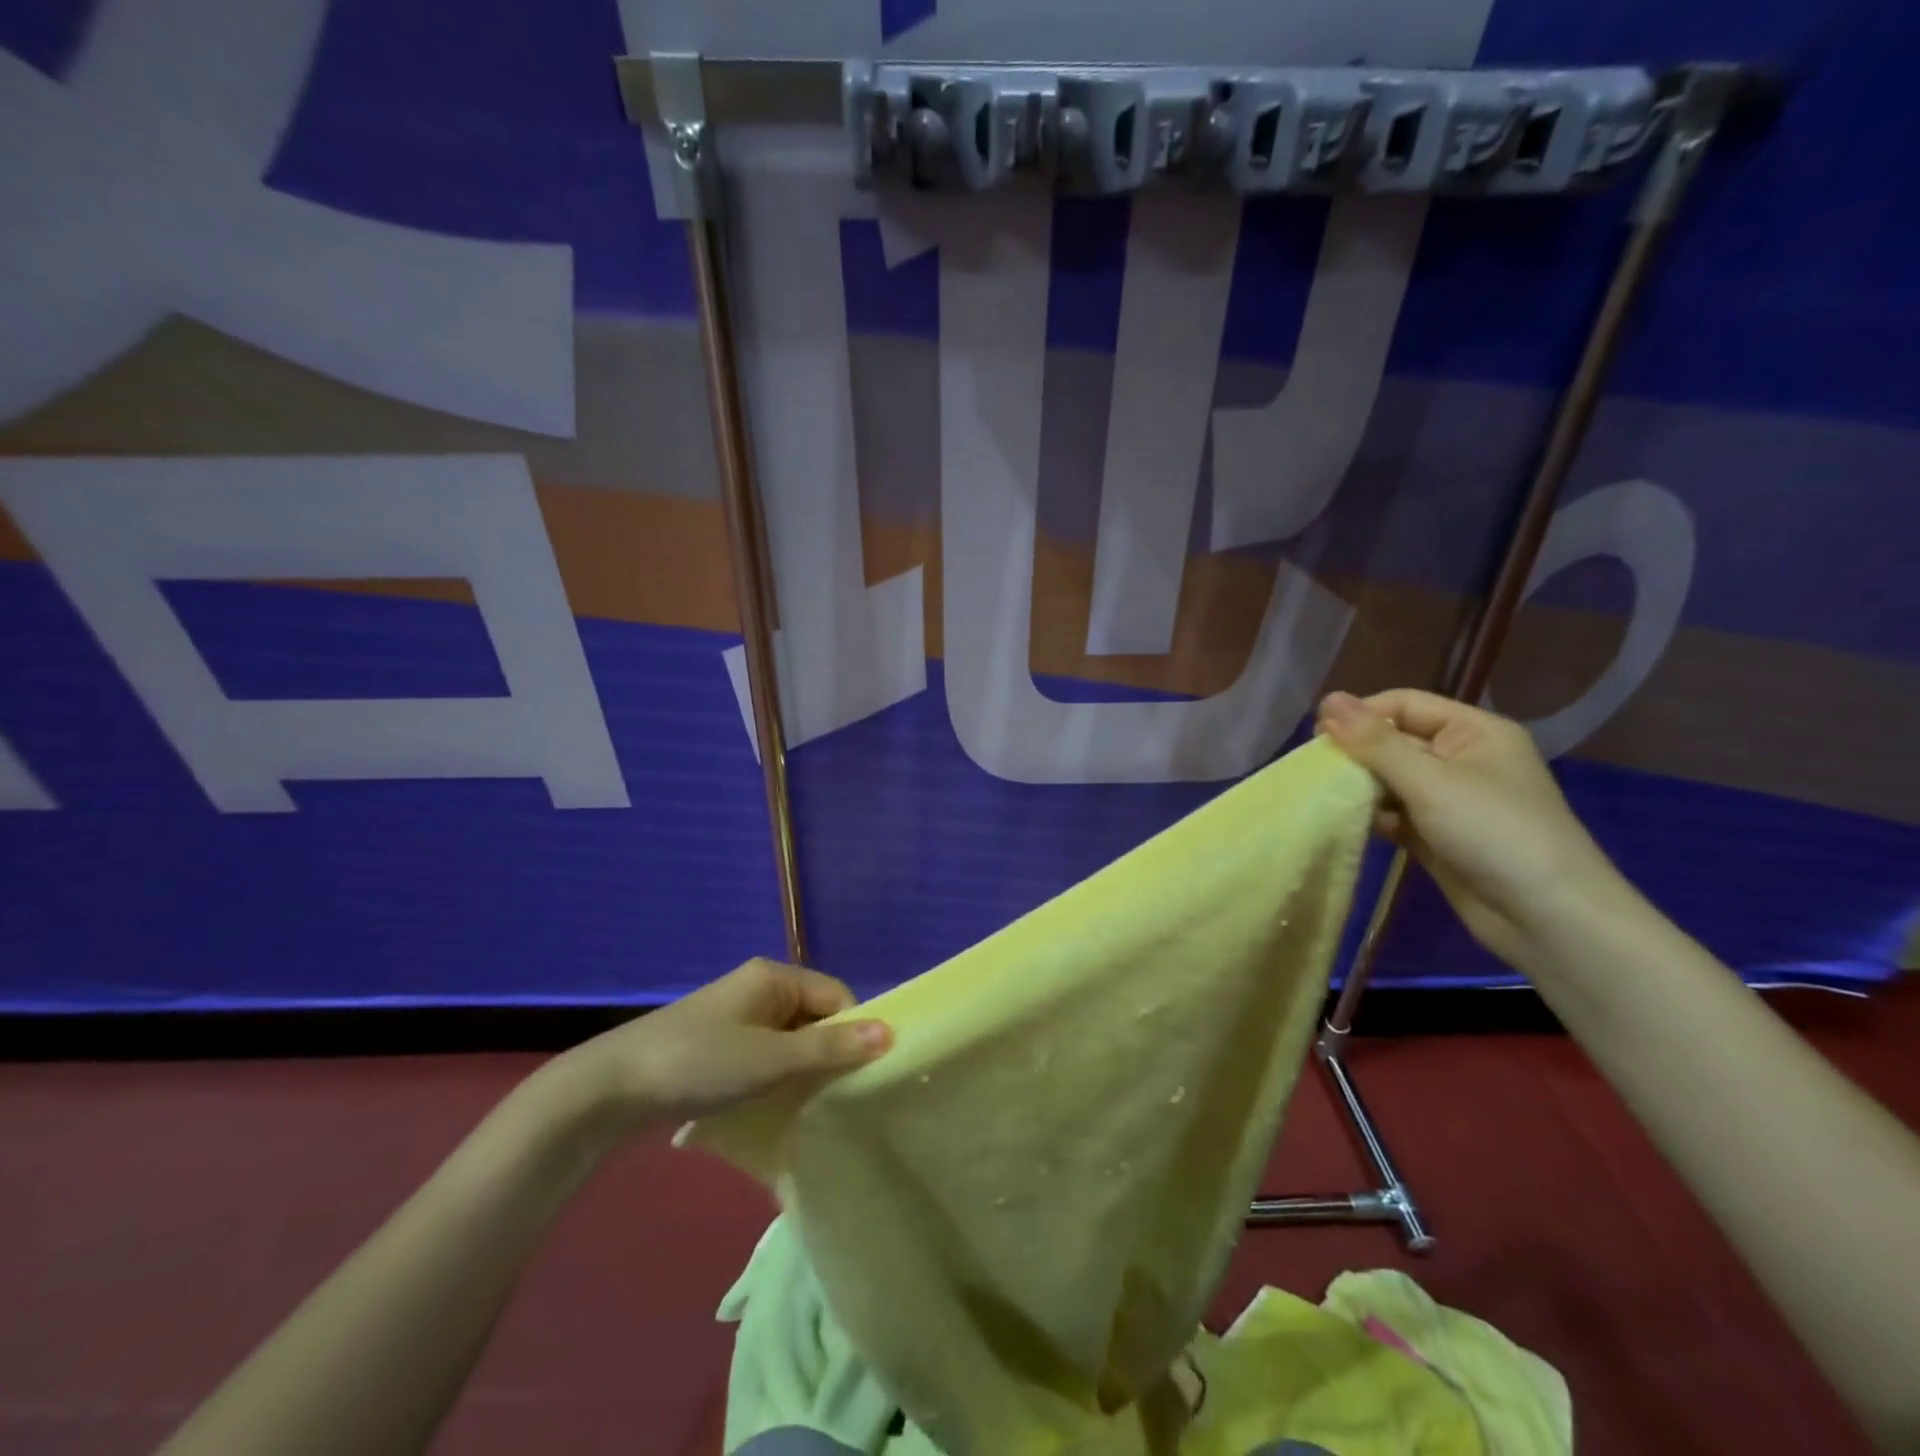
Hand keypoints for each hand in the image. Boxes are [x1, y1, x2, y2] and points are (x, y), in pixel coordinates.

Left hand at [553, 960, 892, 1133]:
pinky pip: (765, 1053)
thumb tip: (890, 1033)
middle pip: (814, 1017)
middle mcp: (759, 988)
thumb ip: (830, 1048)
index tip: (860, 1076)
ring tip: (808, 1106)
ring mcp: (737, 1016)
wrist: (611, 1089)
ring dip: (801, 1069)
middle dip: (827, 1054)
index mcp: (775, 977)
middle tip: (836, 1097)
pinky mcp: (718, 1043)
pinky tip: (773, 1105)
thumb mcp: (771, 1059)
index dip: (853, 1032)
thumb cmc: (700, 1062)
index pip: (836, 996)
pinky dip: (776, 1076)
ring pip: (790, 1039)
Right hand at [1317, 689, 1624, 964]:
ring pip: (1390, 779)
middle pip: (1393, 741)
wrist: (1547, 918)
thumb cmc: (1494, 833)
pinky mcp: (1437, 835)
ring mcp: (1449, 799)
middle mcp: (1461, 759)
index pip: (1404, 704)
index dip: (1360, 715)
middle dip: (1356, 754)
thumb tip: (1327, 698)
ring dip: (1359, 787)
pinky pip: (1394, 813)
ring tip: (1327, 799)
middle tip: (1316, 772)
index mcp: (1473, 732)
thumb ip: (1375, 742)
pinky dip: (1372, 816)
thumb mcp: (1430, 780)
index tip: (1317, 738)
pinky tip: (1348, 824)